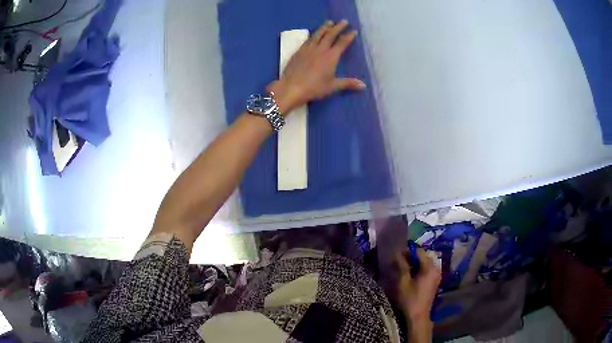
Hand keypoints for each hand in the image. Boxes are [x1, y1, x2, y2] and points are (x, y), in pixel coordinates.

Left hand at [268, 20, 365, 114]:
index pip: (342, 43)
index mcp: (331, 57)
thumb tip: (364, 85)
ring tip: (329, 22)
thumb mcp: (333, 86)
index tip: (354, 31)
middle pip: (330, 35)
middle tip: (344, 21)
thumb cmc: (314, 88)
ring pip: (318, 34)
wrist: (292, 87)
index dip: (349, 36)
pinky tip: (314, 34)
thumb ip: (348, 83)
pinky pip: (308, 39)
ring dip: (325, 27)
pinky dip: (313, 34)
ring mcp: (308, 49)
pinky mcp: (299, 51)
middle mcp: (321, 49)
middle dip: (338, 27)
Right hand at [394, 248, 440, 342]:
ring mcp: (436, 276)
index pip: (419, 251)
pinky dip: (418, 270)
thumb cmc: (409, 299)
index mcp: (430, 267)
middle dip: (410, 258)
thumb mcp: (403, 282)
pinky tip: (409, 277)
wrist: (417, 316)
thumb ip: (401, 266)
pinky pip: (426, 270)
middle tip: (397, 263)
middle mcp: (436, 269)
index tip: (396, 256)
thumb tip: (397, 253)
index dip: (407, 251)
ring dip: (413, 265)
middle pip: (423, 257)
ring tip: (402, 270)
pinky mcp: (434, 282)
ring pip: (424, 264)